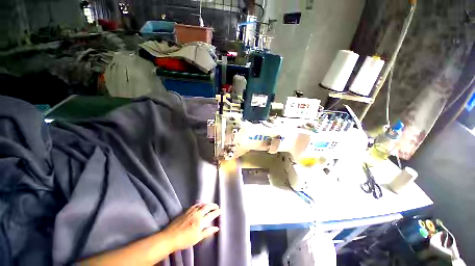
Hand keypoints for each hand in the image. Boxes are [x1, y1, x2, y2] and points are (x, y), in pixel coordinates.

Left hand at [164, 203, 220, 250]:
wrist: (170, 237)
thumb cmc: (185, 240)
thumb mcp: (197, 238)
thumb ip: (207, 232)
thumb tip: (217, 228)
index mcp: (200, 221)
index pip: (211, 214)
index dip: (216, 212)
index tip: (220, 210)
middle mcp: (197, 214)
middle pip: (207, 207)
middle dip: (213, 205)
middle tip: (216, 206)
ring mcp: (191, 211)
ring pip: (201, 204)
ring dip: (207, 203)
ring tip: (210, 204)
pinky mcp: (186, 211)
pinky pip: (195, 205)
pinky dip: (200, 203)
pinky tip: (200, 204)